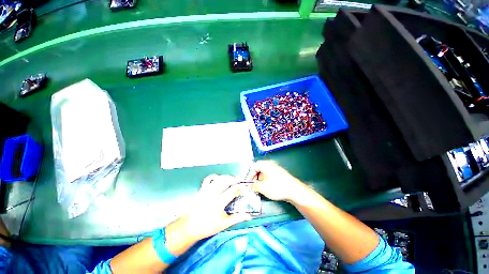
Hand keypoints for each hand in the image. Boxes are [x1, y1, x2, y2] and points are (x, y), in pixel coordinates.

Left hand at [183, 175, 251, 240]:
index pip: (233, 190)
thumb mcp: (224, 224)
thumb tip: (248, 216)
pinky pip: (208, 179)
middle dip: (234, 179)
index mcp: (219, 203)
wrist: (189, 227)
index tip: (244, 187)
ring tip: (232, 179)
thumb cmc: (207, 227)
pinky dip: (214, 176)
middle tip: (240, 180)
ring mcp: (206, 190)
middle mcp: (213, 194)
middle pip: (226, 181)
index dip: (240, 187)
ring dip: (226, 177)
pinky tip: (219, 178)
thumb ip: (237, 218)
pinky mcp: (201, 190)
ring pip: (218, 179)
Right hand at [246, 161, 306, 201]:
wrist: (294, 190)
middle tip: (254, 185)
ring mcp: (276, 169)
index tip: (249, 183)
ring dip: (260, 179)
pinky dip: (266, 180)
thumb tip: (248, 185)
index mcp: (265, 165)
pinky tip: (267, 187)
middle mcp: (270, 164)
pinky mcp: (280, 174)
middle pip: (259, 168)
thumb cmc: (277, 187)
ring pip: (264, 172)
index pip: (254, 166)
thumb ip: (254, 185)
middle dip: (255, 177)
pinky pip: (270, 175)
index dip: (250, 174)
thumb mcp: (263, 187)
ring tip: (260, 187)